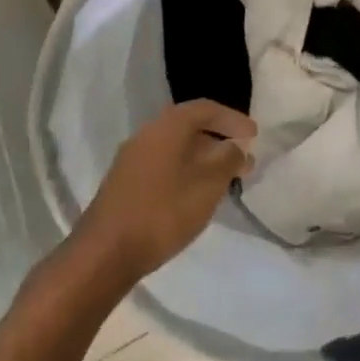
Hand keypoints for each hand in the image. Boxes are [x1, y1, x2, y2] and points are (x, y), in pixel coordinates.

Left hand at [74, 100, 255, 281]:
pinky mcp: (125, 181)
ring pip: (176, 147)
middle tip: (243, 158)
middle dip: (219, 139)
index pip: (205, 109)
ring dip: (202, 157)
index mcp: (167, 126)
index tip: (254, 135)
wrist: (106, 251)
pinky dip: (185, 169)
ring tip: (224, 178)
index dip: (232, 119)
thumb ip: (227, 160)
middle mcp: (148, 133)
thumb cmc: (163, 212)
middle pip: (189, 126)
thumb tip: (238, 145)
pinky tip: (196, 193)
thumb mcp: (207, 185)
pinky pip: (163, 163)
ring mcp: (132, 157)